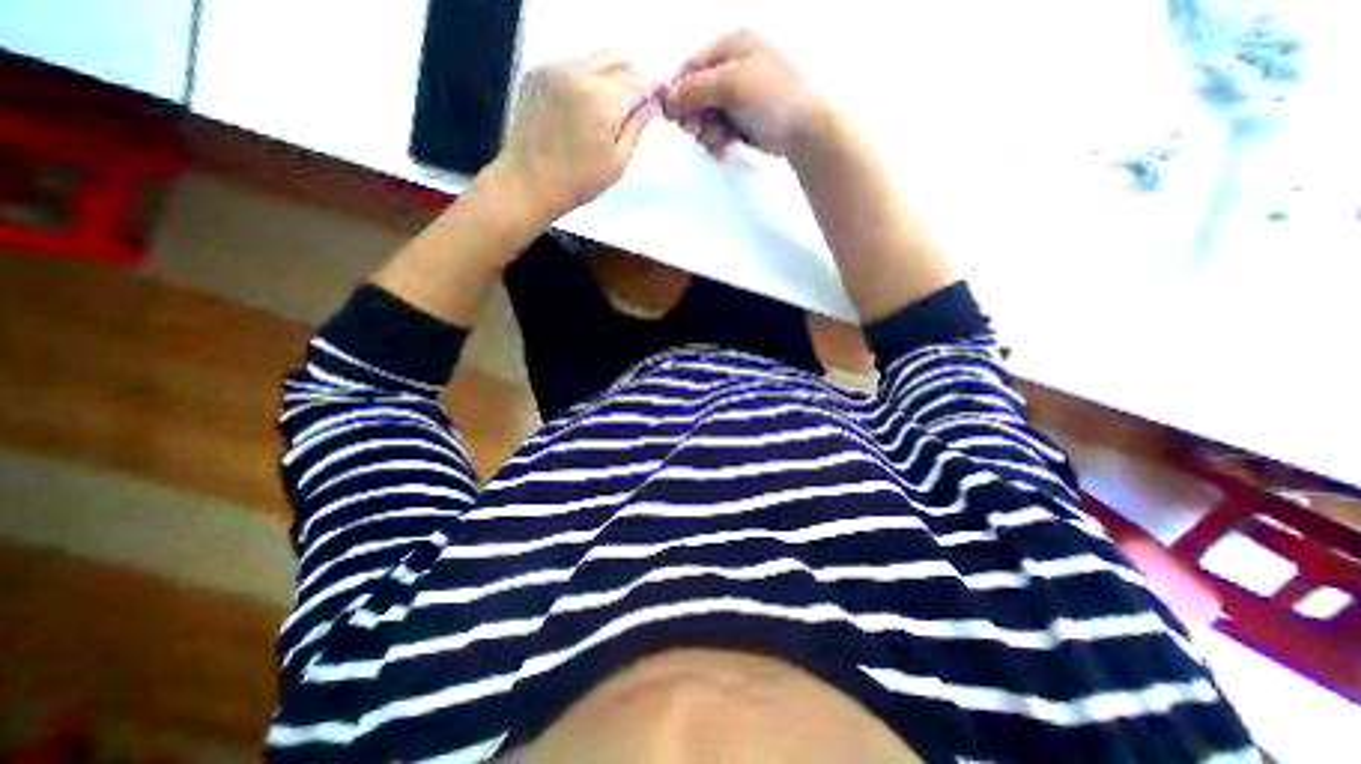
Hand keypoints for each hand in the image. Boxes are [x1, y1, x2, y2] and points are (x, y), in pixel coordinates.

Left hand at [492, 52, 662, 219]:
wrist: (529, 182)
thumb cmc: (576, 181)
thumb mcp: (617, 161)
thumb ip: (637, 127)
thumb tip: (652, 105)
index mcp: (602, 100)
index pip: (639, 80)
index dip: (654, 87)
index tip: (660, 96)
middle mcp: (578, 74)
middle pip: (617, 58)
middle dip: (632, 77)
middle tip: (636, 104)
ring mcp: (554, 69)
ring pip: (594, 58)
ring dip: (609, 76)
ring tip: (609, 108)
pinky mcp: (537, 73)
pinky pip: (571, 64)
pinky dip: (585, 79)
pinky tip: (583, 108)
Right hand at [658, 30, 830, 158]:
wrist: (804, 130)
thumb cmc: (771, 98)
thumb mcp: (731, 84)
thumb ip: (696, 89)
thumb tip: (668, 100)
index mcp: (732, 46)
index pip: (692, 66)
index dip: (678, 91)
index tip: (671, 116)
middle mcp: (733, 68)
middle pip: (697, 94)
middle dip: (694, 115)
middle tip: (696, 132)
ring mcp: (738, 97)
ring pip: (706, 116)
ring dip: (706, 131)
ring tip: (717, 140)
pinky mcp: (743, 121)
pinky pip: (719, 130)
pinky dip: (717, 141)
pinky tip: (722, 150)